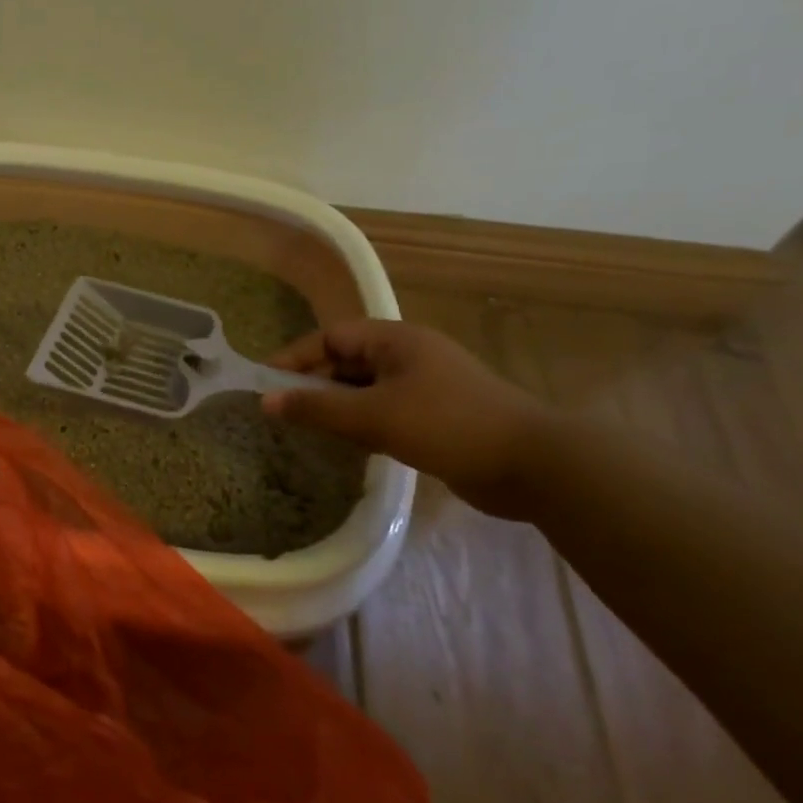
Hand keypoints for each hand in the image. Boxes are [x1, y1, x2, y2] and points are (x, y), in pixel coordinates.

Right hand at [263, 319, 551, 517]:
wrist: (536, 466)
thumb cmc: (448, 426)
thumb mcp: (374, 416)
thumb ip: (317, 407)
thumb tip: (266, 401)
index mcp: (396, 339)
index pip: (331, 336)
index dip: (295, 357)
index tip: (266, 383)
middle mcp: (410, 354)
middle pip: (347, 359)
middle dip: (313, 382)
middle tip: (283, 410)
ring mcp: (427, 384)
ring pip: (366, 387)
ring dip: (337, 404)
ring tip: (308, 428)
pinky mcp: (439, 414)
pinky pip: (386, 408)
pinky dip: (362, 421)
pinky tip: (349, 443)